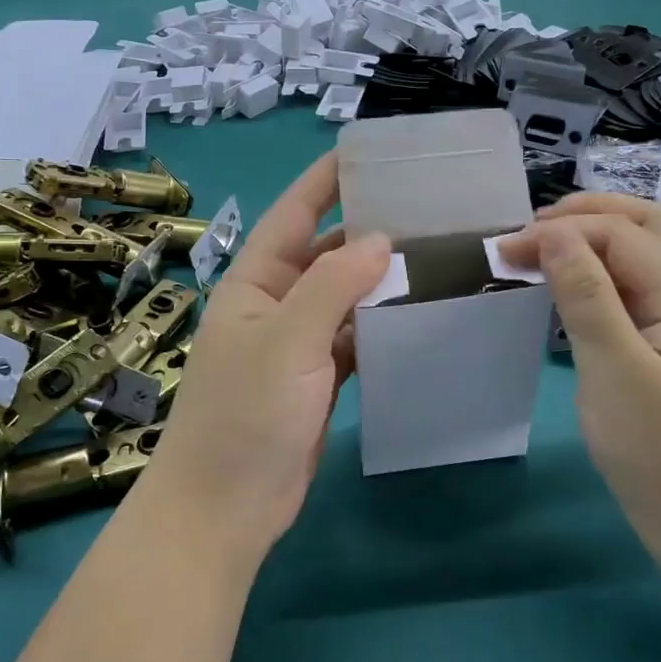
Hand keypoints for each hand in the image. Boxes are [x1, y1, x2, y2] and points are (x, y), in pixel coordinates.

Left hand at [150, 153, 391, 562]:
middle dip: (367, 229)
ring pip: (345, 296)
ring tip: (435, 253)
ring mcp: (297, 343)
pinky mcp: (317, 379)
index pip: (294, 213)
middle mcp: (275, 303)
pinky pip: (354, 337)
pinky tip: (418, 313)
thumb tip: (380, 239)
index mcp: (256, 281)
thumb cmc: (245, 415)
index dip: (326, 180)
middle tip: (426, 207)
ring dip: (380, 278)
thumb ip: (332, 285)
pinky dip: (381, 324)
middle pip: (325, 252)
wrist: (225, 509)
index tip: (370, 152)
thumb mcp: (287, 341)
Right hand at [498, 193, 660, 549]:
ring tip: (547, 248)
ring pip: (648, 252)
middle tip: (533, 229)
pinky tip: (576, 289)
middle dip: (588, 214)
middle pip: (647, 225)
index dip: (561, 231)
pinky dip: (606, 271)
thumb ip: (587, 297)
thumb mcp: (614, 372)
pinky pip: (642, 287)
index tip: (506, 251)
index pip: (620, 234)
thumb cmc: (660, 455)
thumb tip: (555, 234)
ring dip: (598, 237)